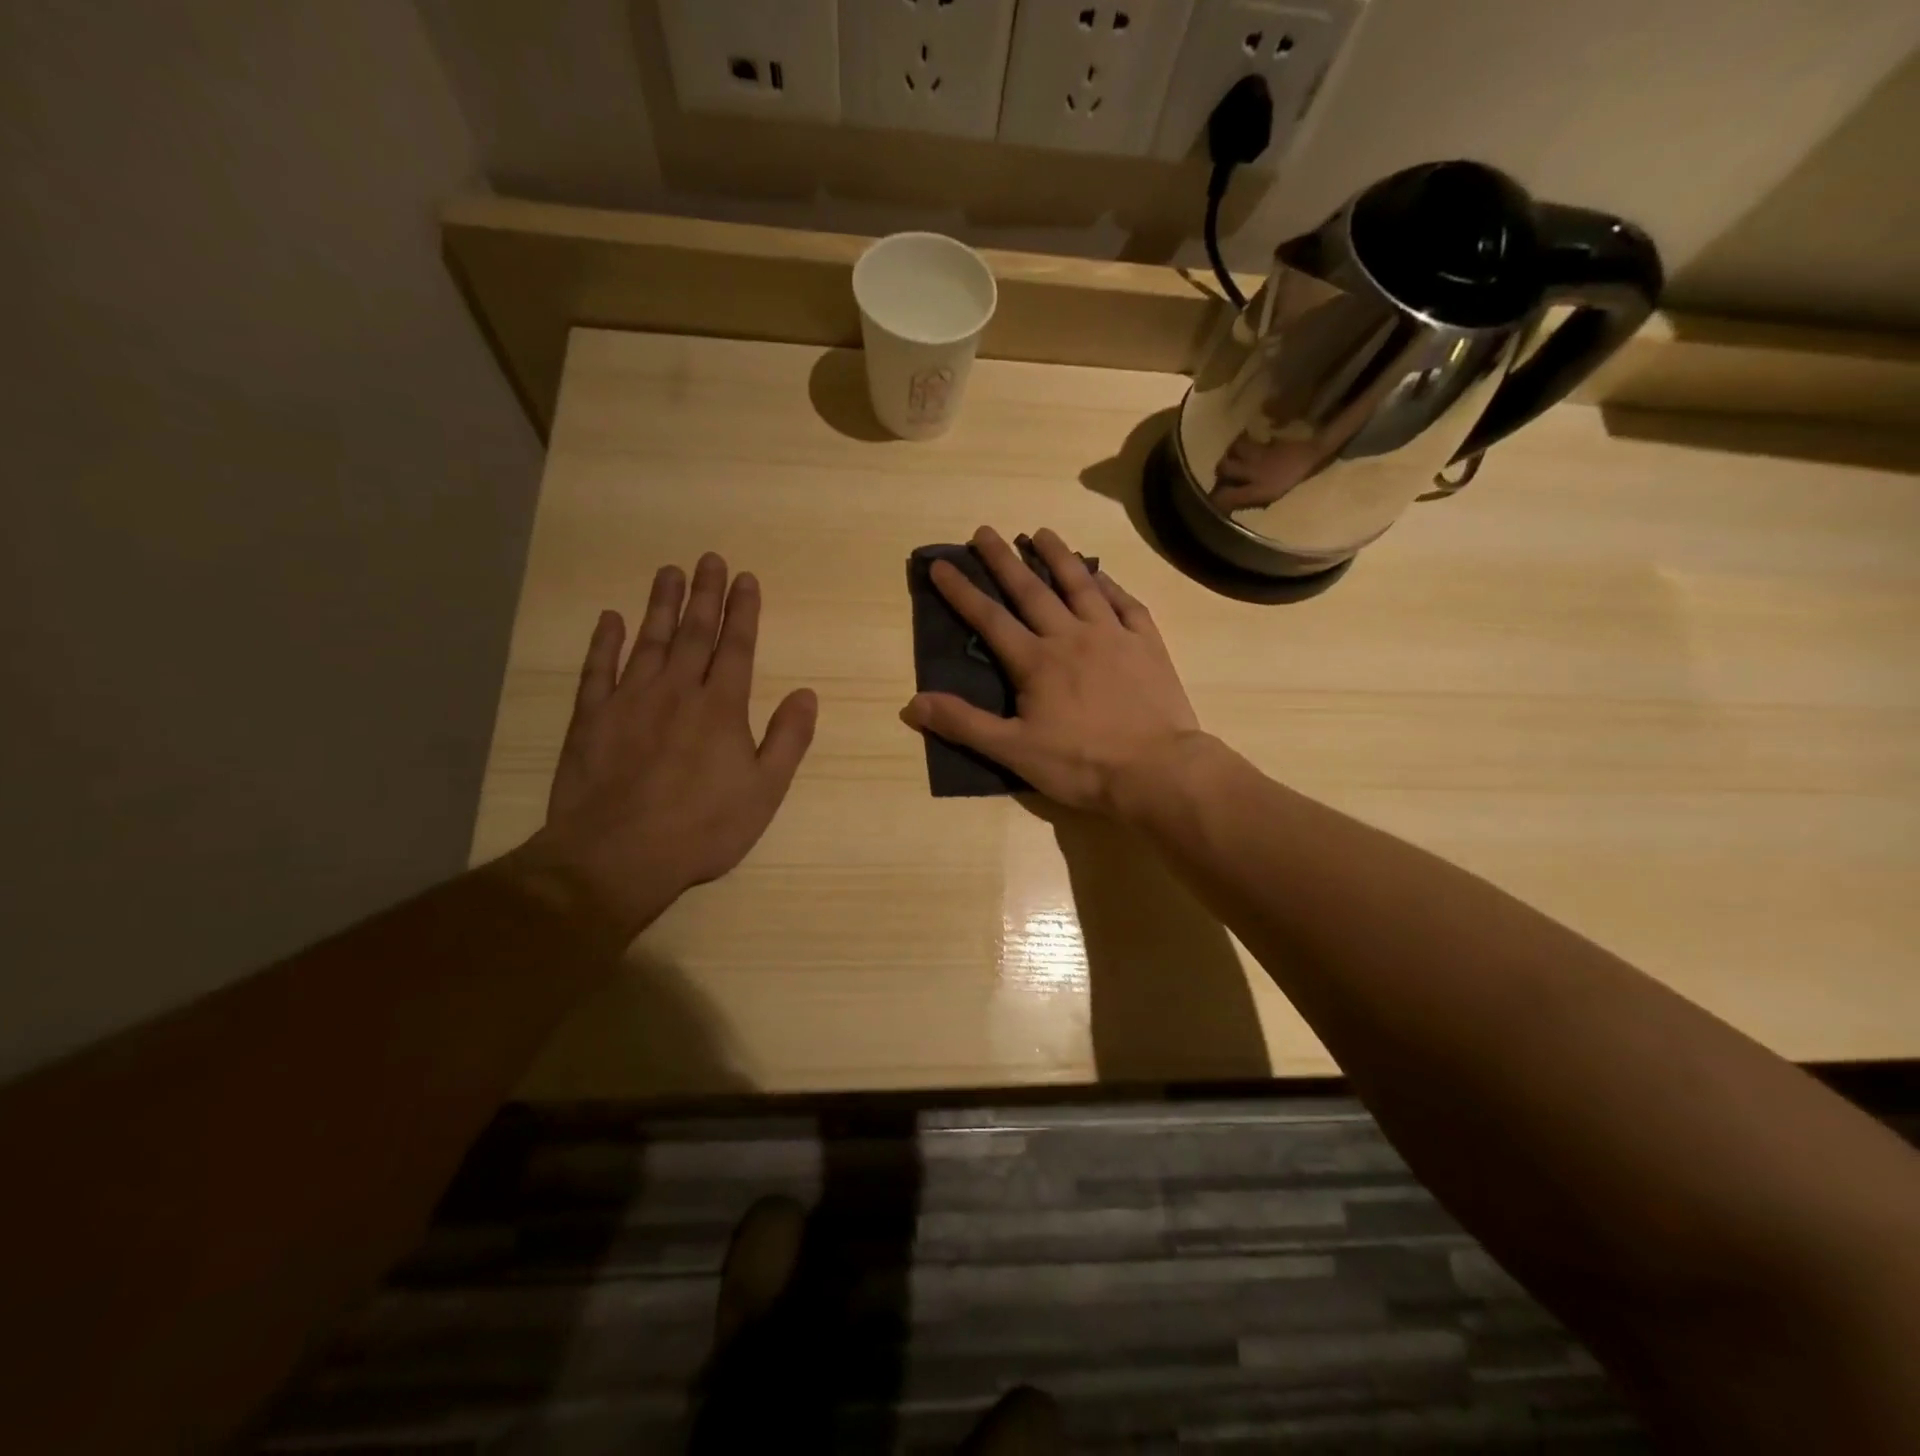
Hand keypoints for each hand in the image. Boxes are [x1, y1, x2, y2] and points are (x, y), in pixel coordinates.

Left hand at [520, 554, 817, 939]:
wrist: (617, 856)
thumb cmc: (702, 828)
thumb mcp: (764, 791)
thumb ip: (787, 739)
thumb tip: (807, 694)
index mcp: (722, 707)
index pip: (737, 647)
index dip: (743, 611)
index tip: (745, 578)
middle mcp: (677, 691)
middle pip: (695, 632)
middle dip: (705, 594)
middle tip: (709, 558)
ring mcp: (630, 700)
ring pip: (649, 640)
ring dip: (661, 604)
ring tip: (669, 571)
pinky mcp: (591, 718)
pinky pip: (598, 669)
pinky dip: (604, 642)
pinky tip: (610, 619)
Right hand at [900, 526, 1201, 815]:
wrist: (1157, 770)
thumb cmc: (1081, 764)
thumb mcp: (1014, 751)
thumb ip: (964, 724)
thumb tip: (912, 703)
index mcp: (1036, 661)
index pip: (989, 618)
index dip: (961, 591)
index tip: (941, 564)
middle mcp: (1071, 636)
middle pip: (1031, 590)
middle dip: (1004, 559)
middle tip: (984, 531)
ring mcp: (1113, 635)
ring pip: (1080, 585)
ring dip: (1058, 556)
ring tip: (1040, 532)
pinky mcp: (1147, 644)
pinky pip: (1126, 603)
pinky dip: (1110, 585)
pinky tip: (1101, 575)